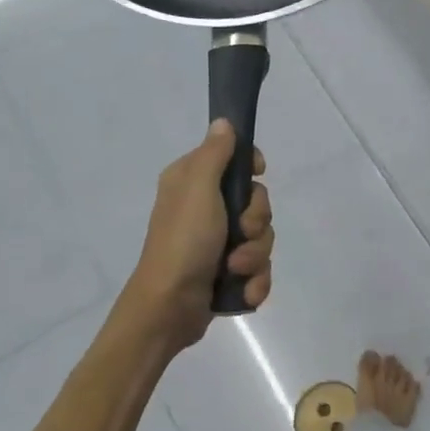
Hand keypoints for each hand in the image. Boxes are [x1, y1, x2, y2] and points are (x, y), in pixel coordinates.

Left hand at [124, 121, 273, 351]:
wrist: (168, 308)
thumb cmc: (183, 242)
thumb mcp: (197, 189)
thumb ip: (214, 154)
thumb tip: (224, 121)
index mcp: (193, 183)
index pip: (234, 159)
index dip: (251, 167)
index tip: (258, 173)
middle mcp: (205, 209)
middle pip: (256, 201)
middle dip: (256, 221)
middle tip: (240, 232)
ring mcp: (217, 244)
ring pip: (261, 237)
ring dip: (254, 255)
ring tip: (234, 269)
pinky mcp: (227, 273)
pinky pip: (259, 268)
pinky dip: (254, 281)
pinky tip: (243, 290)